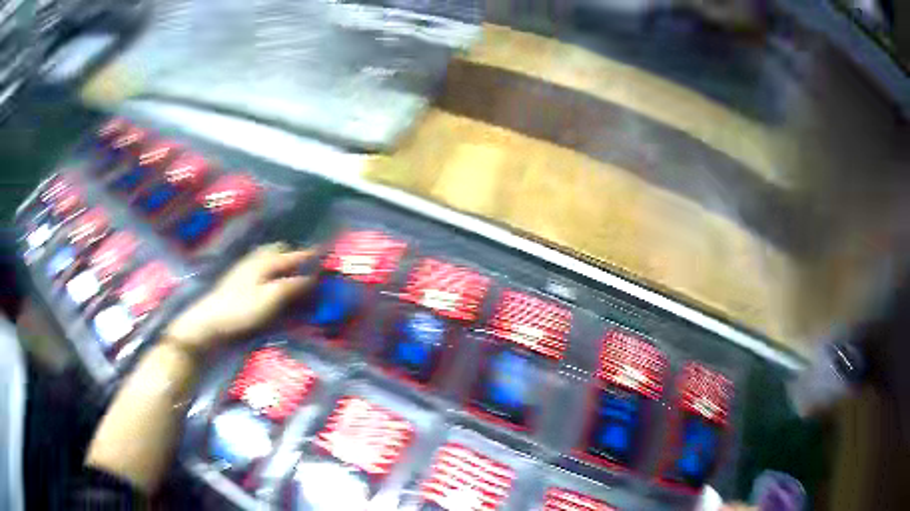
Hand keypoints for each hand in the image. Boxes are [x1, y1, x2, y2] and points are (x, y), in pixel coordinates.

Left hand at [164, 243, 314, 351]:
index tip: (325, 252)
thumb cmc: (243, 309)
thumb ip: (292, 286)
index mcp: (266, 262)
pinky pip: (259, 263)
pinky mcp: (237, 277)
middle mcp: (256, 258)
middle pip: (278, 249)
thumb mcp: (271, 299)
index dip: (310, 255)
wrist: (211, 318)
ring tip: (289, 273)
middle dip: (293, 254)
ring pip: (267, 255)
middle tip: (305, 267)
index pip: (293, 255)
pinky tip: (269, 280)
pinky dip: (269, 266)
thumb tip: (312, 276)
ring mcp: (244, 266)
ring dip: (280, 259)